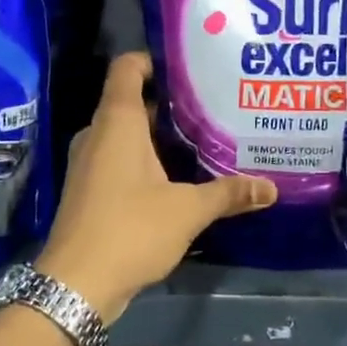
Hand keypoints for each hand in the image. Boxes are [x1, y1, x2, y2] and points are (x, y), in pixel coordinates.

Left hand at [36, 52, 276, 322]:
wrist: (76, 285)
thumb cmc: (131, 230)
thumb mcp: (187, 211)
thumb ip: (228, 194)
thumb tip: (271, 188)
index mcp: (117, 122)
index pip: (128, 68)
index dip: (155, 60)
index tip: (190, 67)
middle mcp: (98, 134)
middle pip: (133, 102)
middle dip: (171, 104)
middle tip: (213, 107)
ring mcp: (89, 162)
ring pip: (127, 134)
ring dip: (160, 136)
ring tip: (203, 139)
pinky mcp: (89, 189)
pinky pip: (119, 159)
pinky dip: (145, 160)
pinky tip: (177, 177)